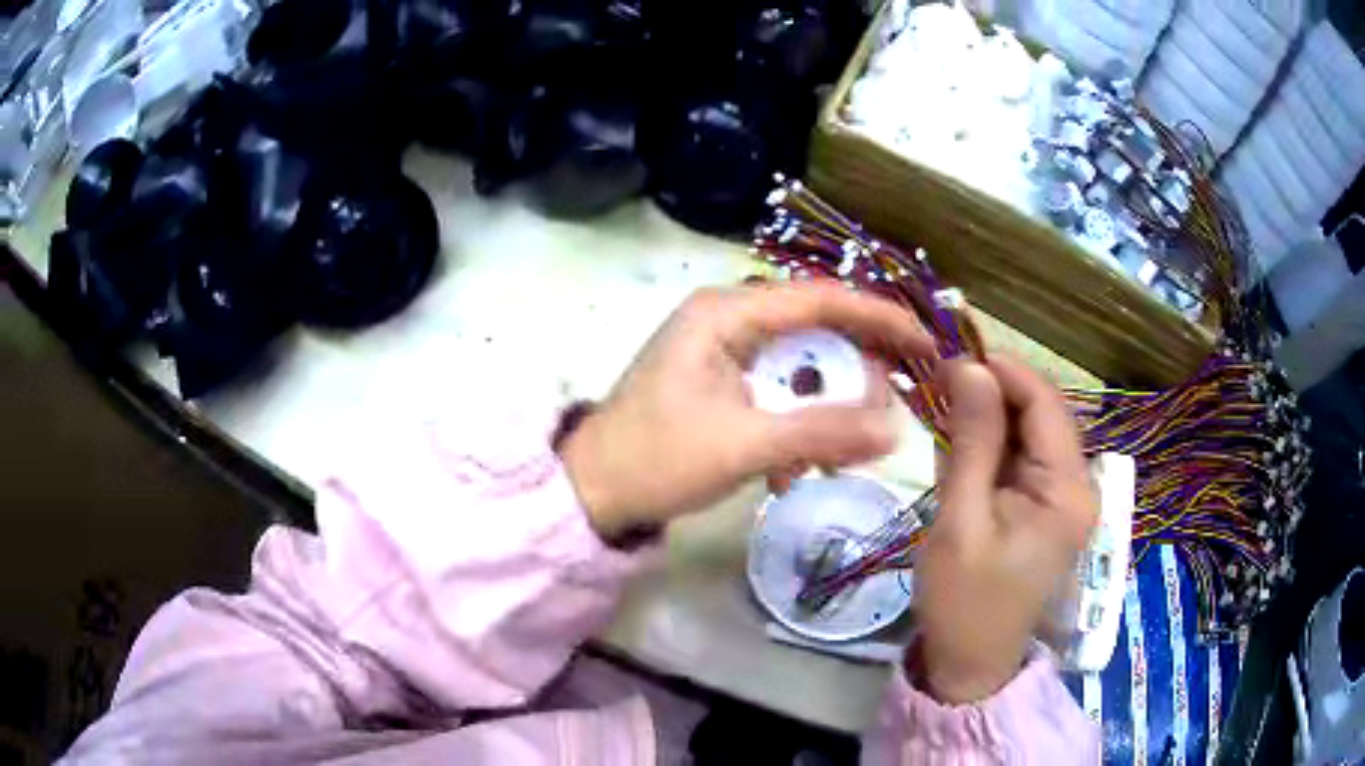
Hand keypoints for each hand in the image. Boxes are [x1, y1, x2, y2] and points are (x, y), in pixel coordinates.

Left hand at [559, 282, 932, 540]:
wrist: (594, 493)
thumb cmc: (657, 460)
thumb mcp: (743, 445)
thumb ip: (821, 432)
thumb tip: (894, 430)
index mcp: (725, 313)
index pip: (820, 298)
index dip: (879, 317)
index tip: (925, 344)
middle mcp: (728, 318)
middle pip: (816, 330)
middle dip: (856, 372)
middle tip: (888, 412)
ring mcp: (724, 350)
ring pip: (801, 365)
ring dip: (827, 406)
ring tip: (846, 450)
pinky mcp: (723, 382)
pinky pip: (780, 390)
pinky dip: (799, 423)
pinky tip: (797, 467)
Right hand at [913, 357, 1095, 703]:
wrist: (970, 663)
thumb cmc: (964, 601)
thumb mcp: (961, 520)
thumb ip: (971, 441)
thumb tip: (969, 365)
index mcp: (1069, 488)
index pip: (1045, 402)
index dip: (1001, 369)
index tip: (948, 353)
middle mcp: (1078, 482)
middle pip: (1041, 411)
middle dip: (992, 389)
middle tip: (937, 378)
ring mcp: (1065, 494)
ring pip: (1030, 430)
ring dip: (988, 413)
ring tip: (941, 405)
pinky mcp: (1047, 505)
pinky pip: (1022, 456)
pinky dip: (991, 442)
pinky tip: (958, 441)